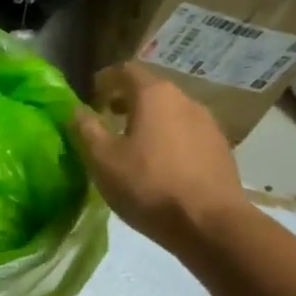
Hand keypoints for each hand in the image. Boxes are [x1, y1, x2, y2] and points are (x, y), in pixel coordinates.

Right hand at [70, 62, 247, 250]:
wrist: (210, 225)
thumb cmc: (148, 186)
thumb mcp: (102, 159)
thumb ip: (85, 129)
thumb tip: (75, 109)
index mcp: (154, 94)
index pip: (126, 70)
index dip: (105, 80)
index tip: (92, 96)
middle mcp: (185, 99)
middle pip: (151, 90)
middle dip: (127, 100)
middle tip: (107, 120)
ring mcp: (208, 124)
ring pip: (171, 112)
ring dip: (149, 121)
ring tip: (132, 146)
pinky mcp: (220, 149)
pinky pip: (187, 134)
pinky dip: (168, 139)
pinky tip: (160, 166)